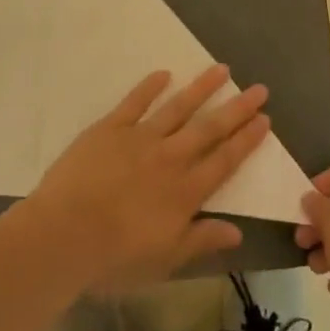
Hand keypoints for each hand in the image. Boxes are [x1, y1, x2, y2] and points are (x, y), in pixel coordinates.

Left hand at [27, 67, 270, 292]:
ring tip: (222, 69)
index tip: (265, 119)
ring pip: (178, 107)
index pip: (224, 161)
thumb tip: (238, 231)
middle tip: (259, 89)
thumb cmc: (114, 258)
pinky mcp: (111, 128)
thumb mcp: (165, 261)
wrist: (64, 235)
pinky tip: (164, 74)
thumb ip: (201, 240)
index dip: (246, 140)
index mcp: (185, 192)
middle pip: (210, 128)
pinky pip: (135, 102)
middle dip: (237, 108)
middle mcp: (170, 158)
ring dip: (202, 88)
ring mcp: (140, 138)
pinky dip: (150, 87)